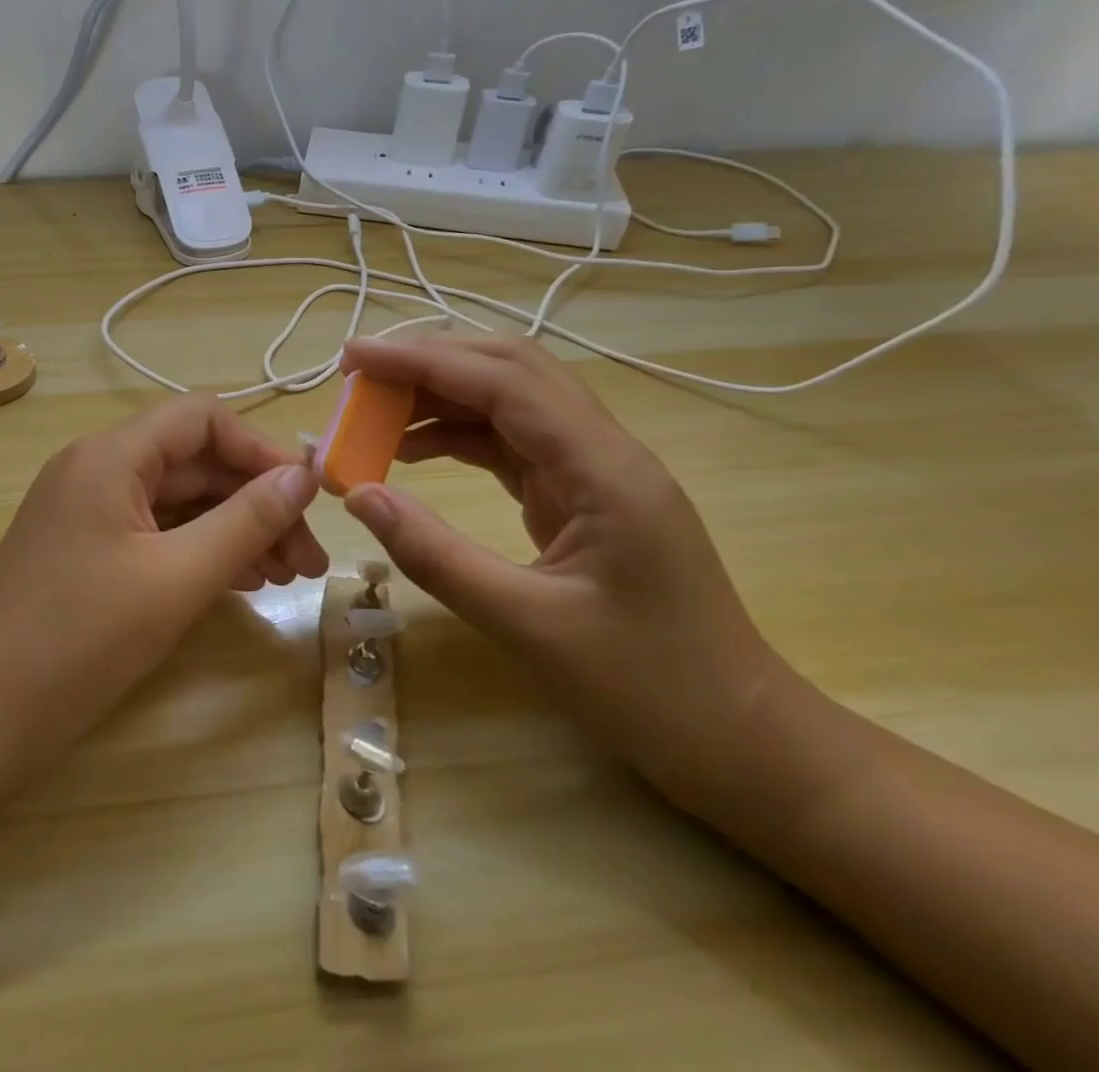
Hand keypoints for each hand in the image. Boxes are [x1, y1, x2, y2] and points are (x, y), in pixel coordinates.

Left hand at [0, 395, 327, 761]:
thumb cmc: (79, 641)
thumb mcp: (176, 578)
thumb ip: (246, 520)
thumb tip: (304, 475)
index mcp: (111, 454)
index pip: (203, 418)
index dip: (261, 449)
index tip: (309, 498)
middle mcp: (98, 467)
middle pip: (196, 461)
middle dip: (258, 501)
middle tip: (309, 561)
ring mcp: (89, 509)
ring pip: (180, 500)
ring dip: (236, 529)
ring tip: (288, 577)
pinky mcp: (87, 549)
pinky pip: (157, 531)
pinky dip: (201, 549)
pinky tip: (241, 582)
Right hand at [338, 334, 787, 811]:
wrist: (743, 741)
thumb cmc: (651, 690)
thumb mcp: (529, 627)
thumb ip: (437, 556)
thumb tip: (360, 495)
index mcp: (604, 470)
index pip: (504, 382)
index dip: (424, 360)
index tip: (355, 357)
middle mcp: (603, 451)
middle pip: (510, 371)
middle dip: (430, 361)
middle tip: (358, 374)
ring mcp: (594, 471)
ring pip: (508, 402)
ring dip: (441, 395)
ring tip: (374, 411)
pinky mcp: (581, 496)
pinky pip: (510, 443)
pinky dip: (456, 435)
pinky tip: (413, 450)